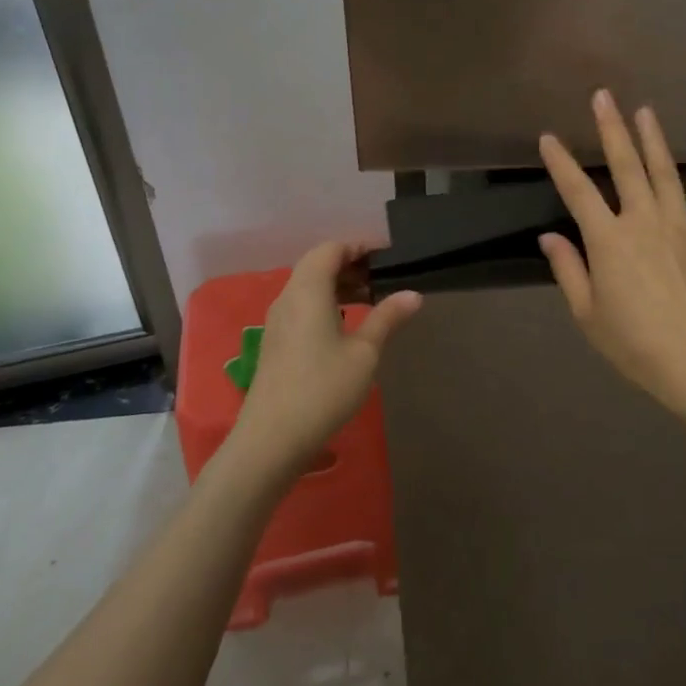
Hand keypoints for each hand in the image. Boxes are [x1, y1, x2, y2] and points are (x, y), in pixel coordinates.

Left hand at [226, 242, 422, 483]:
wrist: (271, 439)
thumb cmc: (323, 389)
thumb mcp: (364, 352)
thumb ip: (387, 317)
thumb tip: (413, 294)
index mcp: (308, 290)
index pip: (331, 249)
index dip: (359, 246)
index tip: (387, 255)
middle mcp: (288, 297)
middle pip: (318, 264)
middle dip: (350, 263)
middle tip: (382, 277)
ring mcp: (277, 320)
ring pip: (308, 286)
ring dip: (337, 284)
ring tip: (369, 298)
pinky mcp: (275, 341)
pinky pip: (301, 305)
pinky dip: (325, 302)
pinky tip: (345, 324)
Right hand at [539, 91, 685, 425]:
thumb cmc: (636, 345)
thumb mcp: (588, 315)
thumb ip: (569, 270)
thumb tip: (550, 236)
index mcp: (608, 240)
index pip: (577, 192)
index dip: (560, 162)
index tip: (548, 137)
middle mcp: (644, 222)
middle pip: (625, 167)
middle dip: (612, 129)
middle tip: (604, 96)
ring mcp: (682, 227)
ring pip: (665, 173)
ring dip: (654, 140)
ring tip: (646, 111)